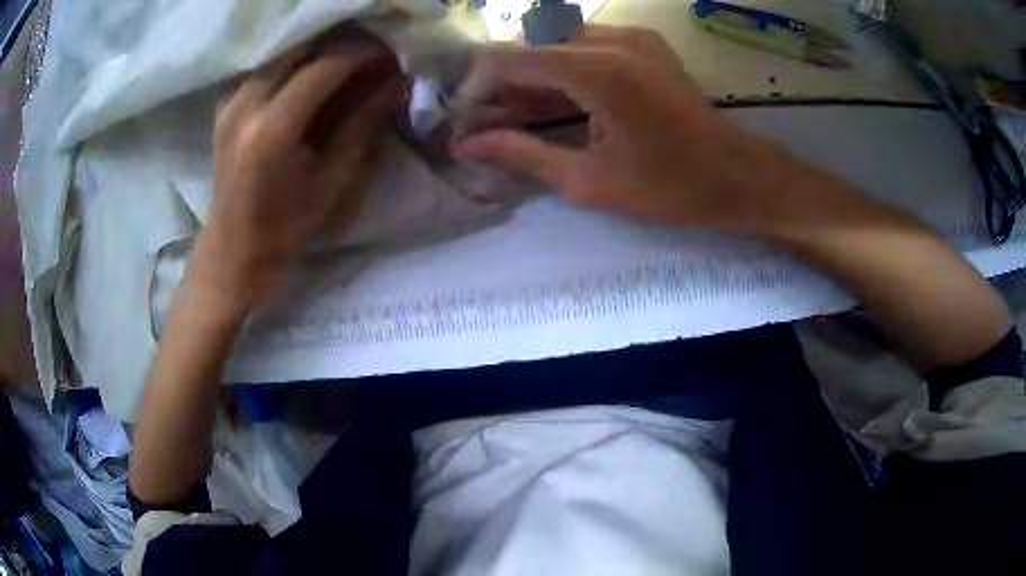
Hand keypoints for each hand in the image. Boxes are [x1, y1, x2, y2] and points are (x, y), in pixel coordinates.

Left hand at [200, 35, 402, 305]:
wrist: (235, 246)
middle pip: (299, 47)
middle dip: (339, 43)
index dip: (361, 53)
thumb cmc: (287, 225)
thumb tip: (394, 81)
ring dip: (314, 48)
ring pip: (280, 51)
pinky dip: (289, 60)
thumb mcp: (334, 180)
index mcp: (273, 130)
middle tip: (367, 54)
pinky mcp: (224, 105)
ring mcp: (230, 102)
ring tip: (341, 61)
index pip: (324, 67)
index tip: (388, 52)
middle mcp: (246, 105)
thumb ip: (363, 123)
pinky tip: (304, 73)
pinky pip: (262, 64)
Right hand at [453, 26, 795, 233]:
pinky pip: (586, 44)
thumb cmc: (668, 188)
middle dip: (504, 82)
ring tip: (524, 116)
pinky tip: (562, 101)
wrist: (735, 175)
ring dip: (533, 75)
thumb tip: (467, 147)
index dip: (478, 85)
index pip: (509, 58)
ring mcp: (631, 36)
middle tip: (495, 122)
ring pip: (555, 42)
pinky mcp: (644, 42)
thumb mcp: (588, 181)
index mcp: (597, 72)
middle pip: (530, 45)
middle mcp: (611, 40)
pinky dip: (563, 68)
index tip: (469, 118)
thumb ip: (522, 154)